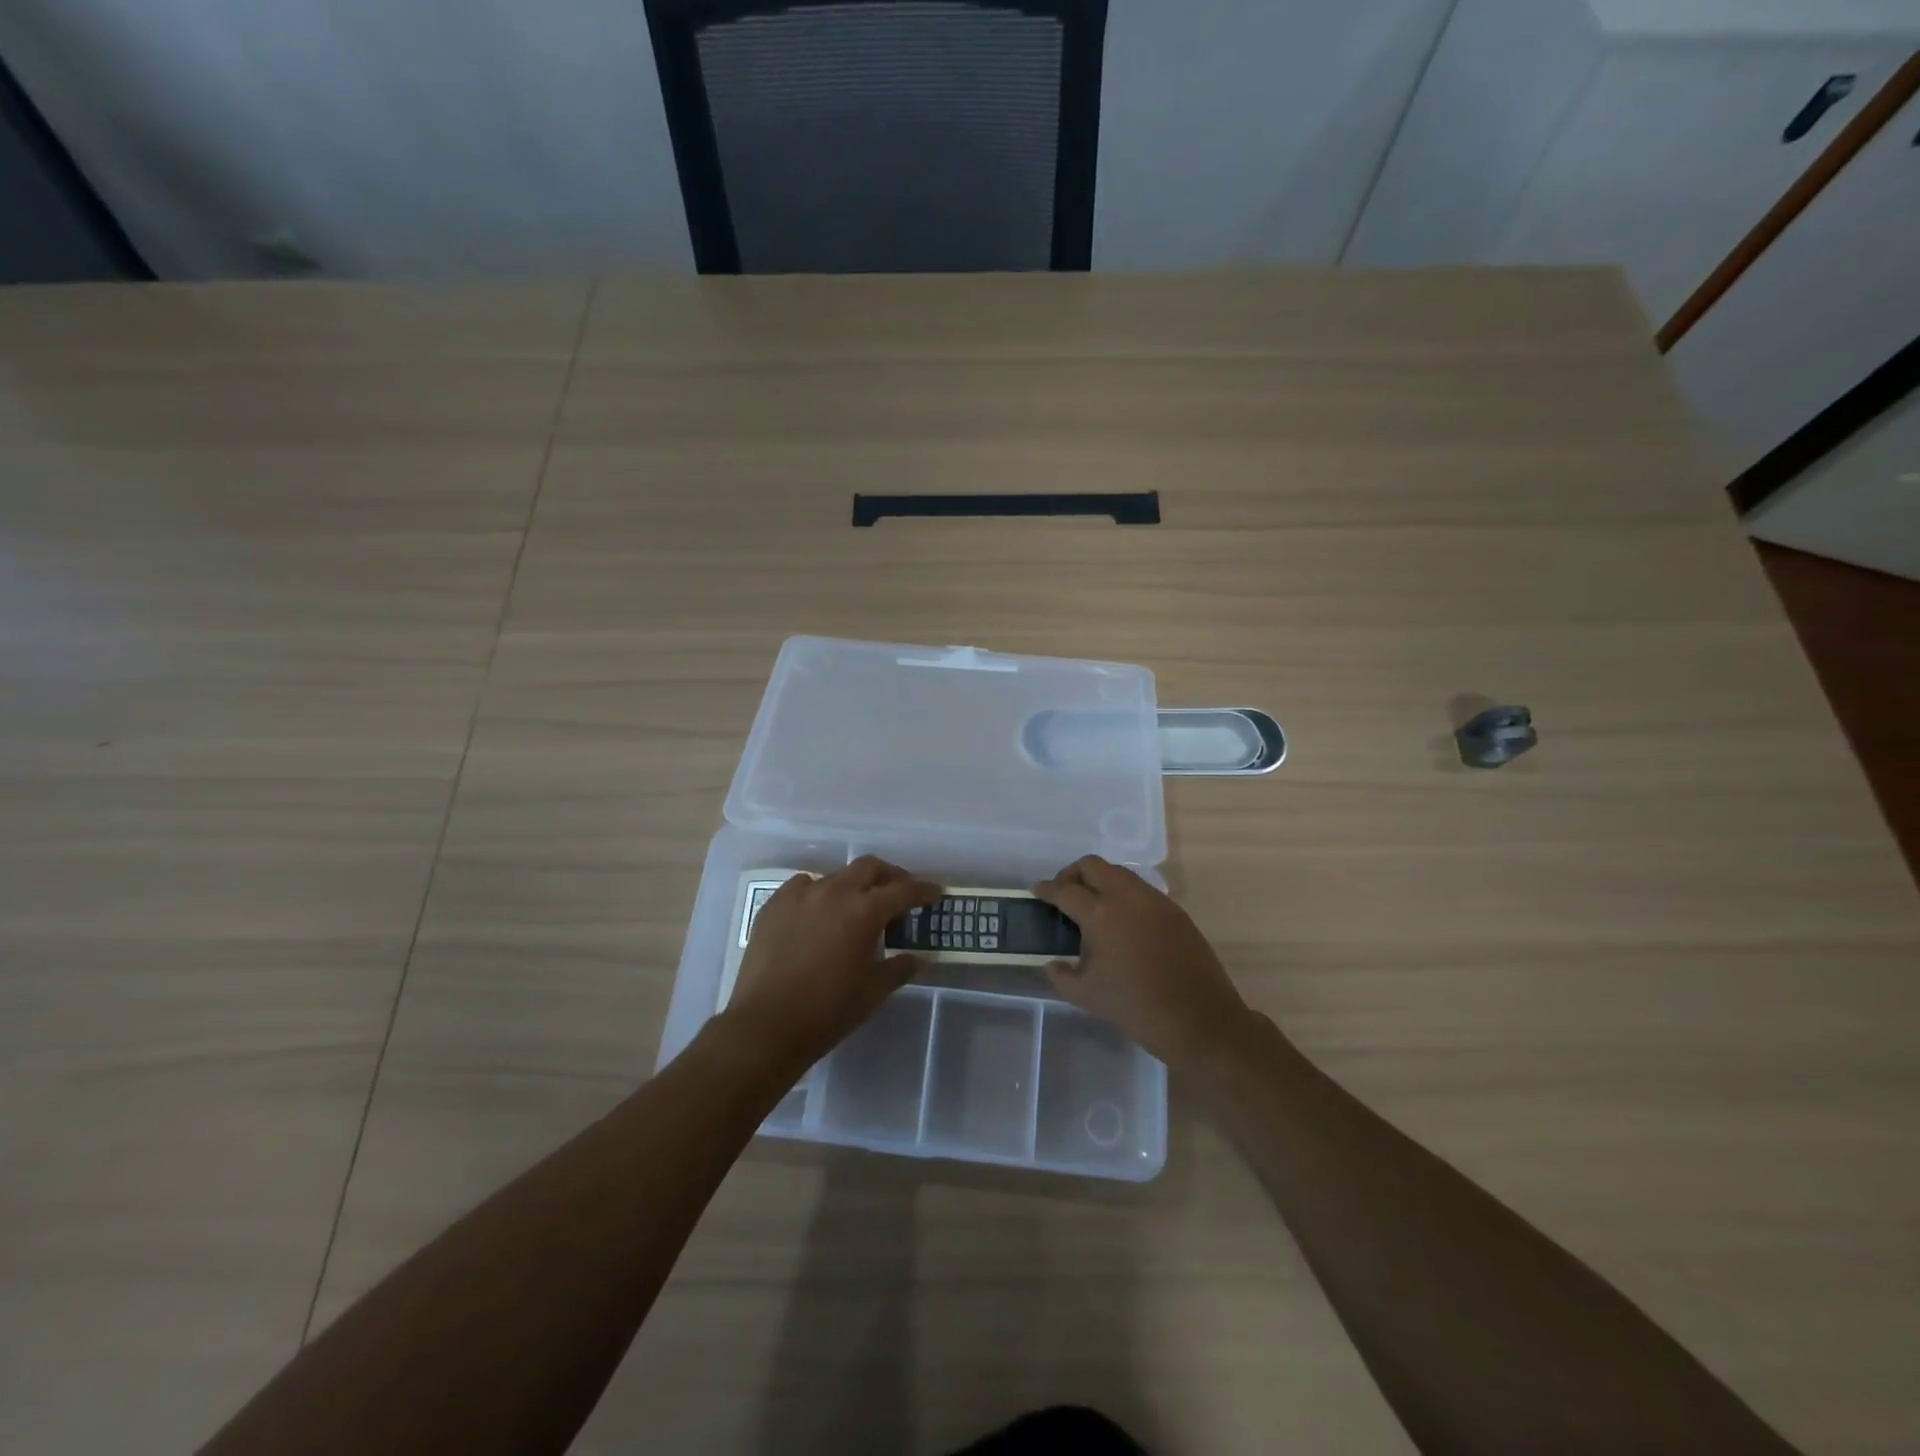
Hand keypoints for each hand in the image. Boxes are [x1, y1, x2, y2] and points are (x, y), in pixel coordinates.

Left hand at [723, 856, 940, 1071]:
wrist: (765, 1027)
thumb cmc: (827, 1011)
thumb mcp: (873, 991)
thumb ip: (900, 967)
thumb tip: (919, 957)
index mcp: (863, 911)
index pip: (903, 890)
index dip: (923, 890)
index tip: (934, 893)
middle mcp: (833, 892)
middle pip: (869, 868)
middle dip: (890, 876)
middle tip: (900, 893)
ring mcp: (800, 895)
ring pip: (836, 876)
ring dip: (853, 886)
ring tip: (857, 906)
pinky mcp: (774, 906)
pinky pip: (803, 887)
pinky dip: (819, 893)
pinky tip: (818, 913)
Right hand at [1033, 855, 1251, 1069]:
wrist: (1197, 1019)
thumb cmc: (1135, 1008)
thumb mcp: (1086, 995)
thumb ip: (1061, 975)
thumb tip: (1052, 963)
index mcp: (1100, 914)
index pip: (1065, 890)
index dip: (1047, 889)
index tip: (1037, 890)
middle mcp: (1126, 897)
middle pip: (1093, 866)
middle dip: (1072, 874)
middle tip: (1065, 894)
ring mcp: (1154, 900)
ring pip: (1119, 873)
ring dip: (1100, 881)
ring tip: (1093, 907)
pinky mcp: (1174, 910)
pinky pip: (1141, 889)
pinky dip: (1124, 894)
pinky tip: (1122, 921)